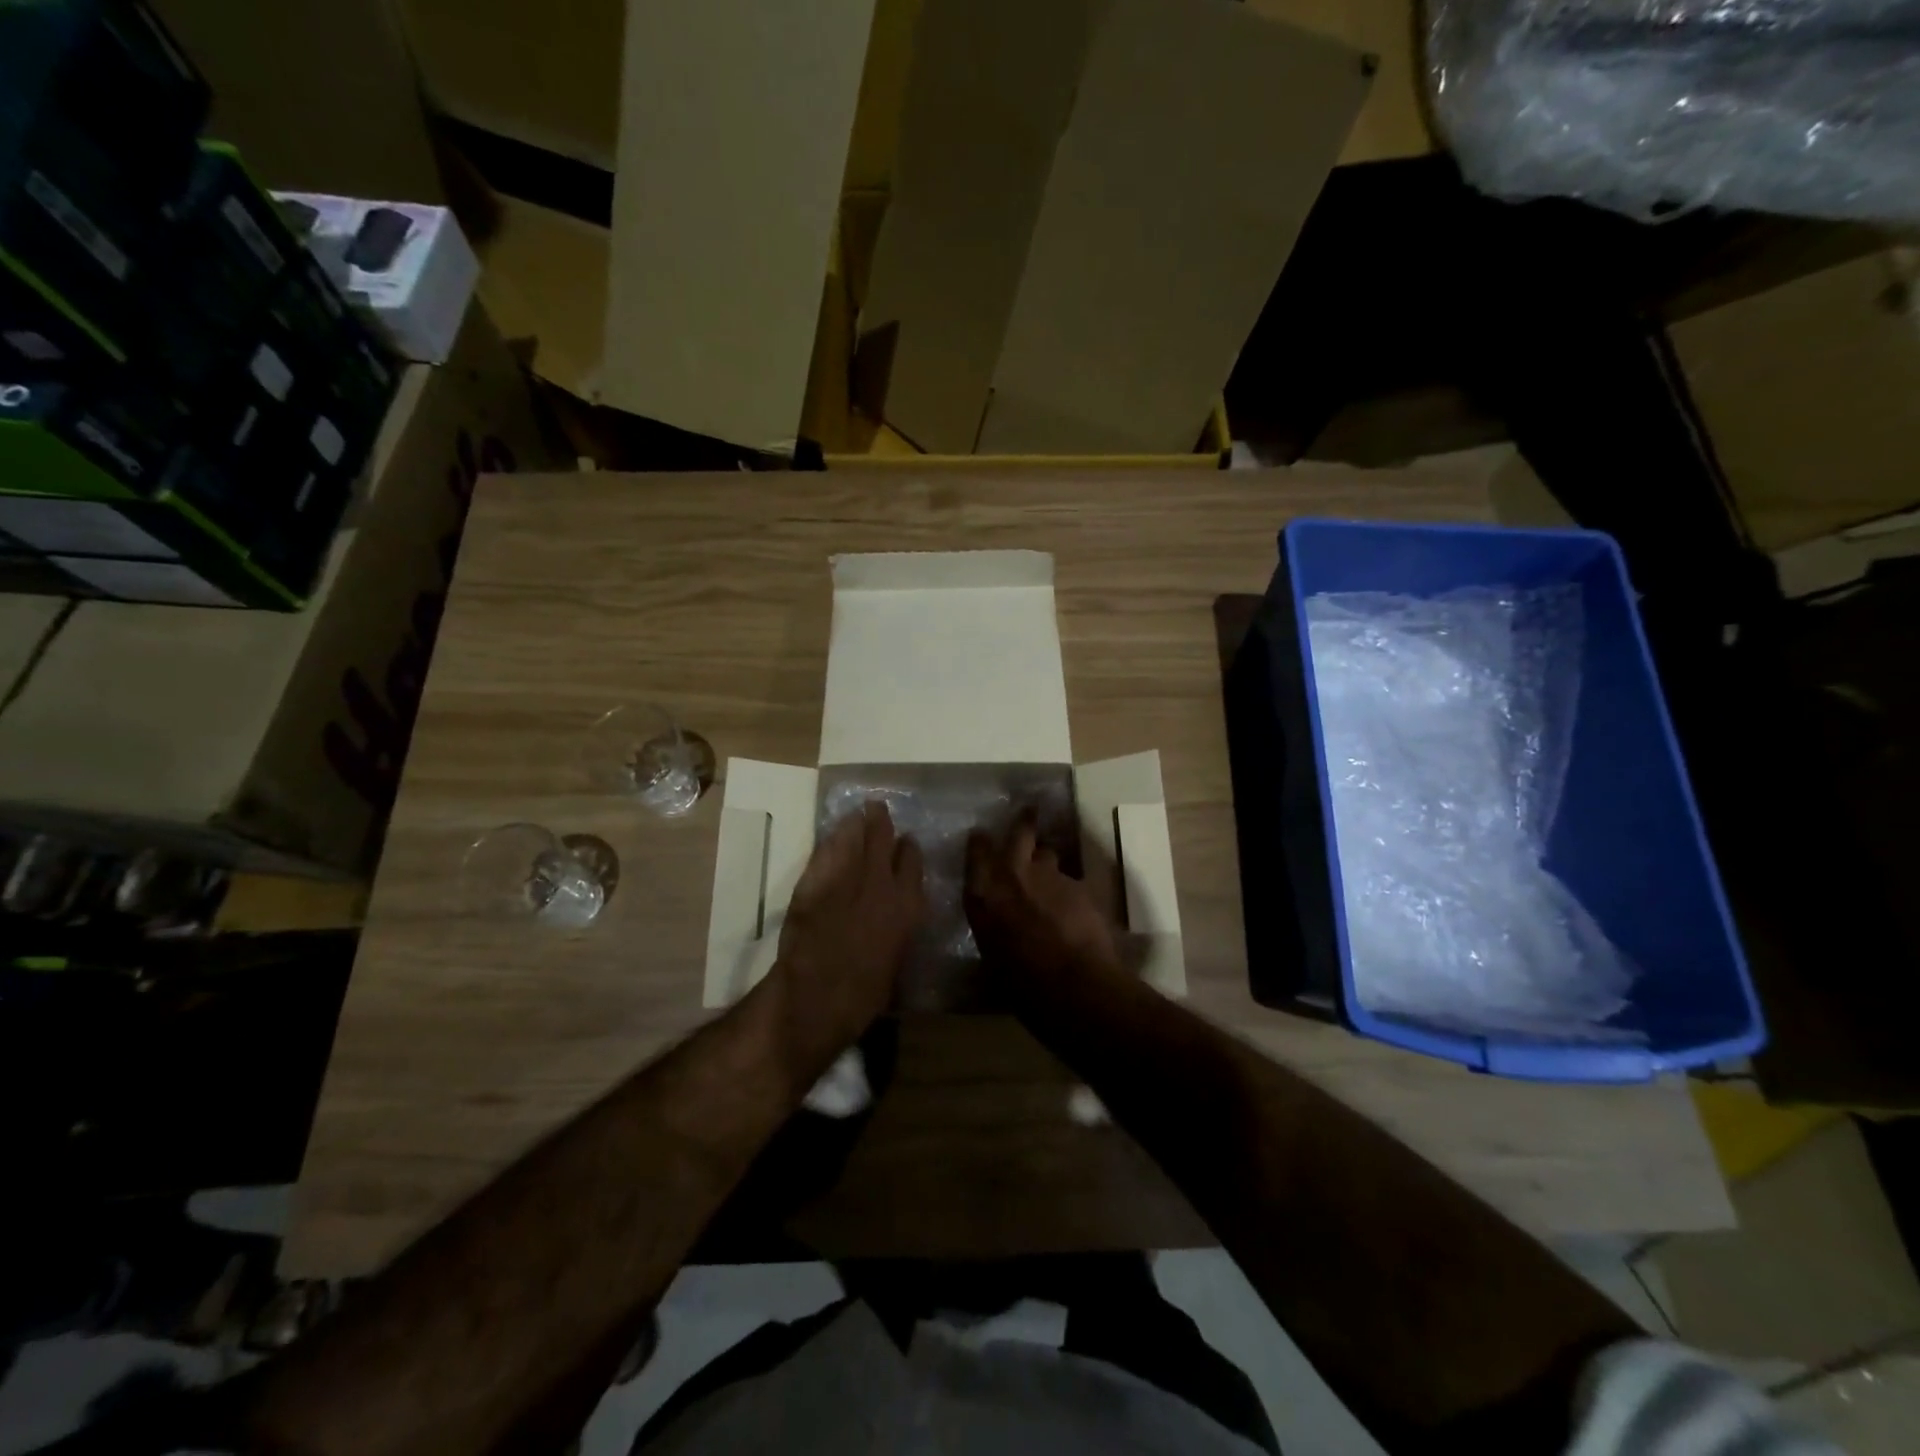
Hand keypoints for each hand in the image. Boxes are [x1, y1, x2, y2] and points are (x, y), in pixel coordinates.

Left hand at [774, 800, 925, 1052]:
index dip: (908, 850)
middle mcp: (881, 884)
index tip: (906, 843)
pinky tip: (832, 837)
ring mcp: (846, 878)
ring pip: (854, 837)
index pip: (912, 862)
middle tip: (876, 810)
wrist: (816, 997)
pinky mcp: (815, 881)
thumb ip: (897, 930)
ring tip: (856, 815)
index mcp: (907, 907)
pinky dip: (831, 841)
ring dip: (856, 825)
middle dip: (881, 822)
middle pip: (883, 839)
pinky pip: (826, 851)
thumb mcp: (895, 961)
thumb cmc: (864, 996)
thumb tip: (895, 919)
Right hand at [964, 810, 1121, 992]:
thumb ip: (992, 927)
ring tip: (1051, 875)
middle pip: (1020, 832)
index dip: (981, 843)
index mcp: (982, 893)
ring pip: (1049, 854)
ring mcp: (1049, 875)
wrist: (1071, 983)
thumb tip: (997, 925)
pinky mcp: (1079, 884)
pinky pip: (1071, 878)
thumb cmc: (1020, 982)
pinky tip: (1075, 907)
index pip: (977, 851)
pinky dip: (1070, 889)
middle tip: (1028, 812)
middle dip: (1024, 822)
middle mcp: (1012, 874)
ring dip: (1048, 861)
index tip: (982, 837)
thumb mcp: (990, 955)